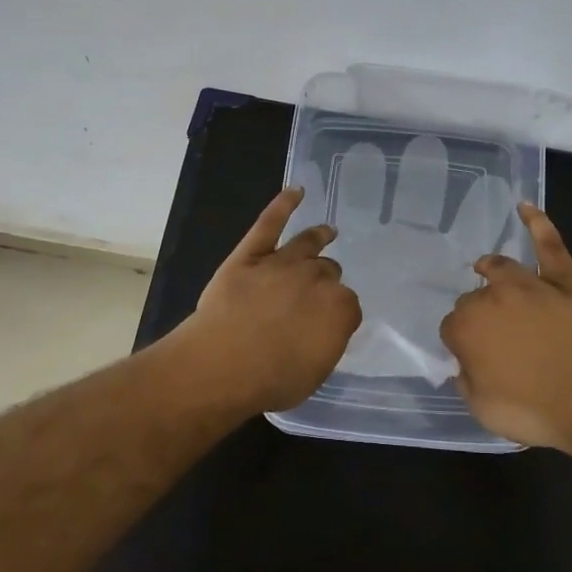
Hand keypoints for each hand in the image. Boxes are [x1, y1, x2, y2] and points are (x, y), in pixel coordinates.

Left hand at [170, 186, 362, 413]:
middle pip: (328, 272)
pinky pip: (270, 223)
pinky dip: (283, 205)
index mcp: (340, 308)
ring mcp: (283, 262)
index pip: (348, 305)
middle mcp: (317, 278)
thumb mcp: (314, 373)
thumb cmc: (271, 379)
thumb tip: (324, 330)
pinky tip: (295, 192)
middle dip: (325, 280)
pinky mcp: (251, 253)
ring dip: (318, 237)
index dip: (338, 314)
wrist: (224, 363)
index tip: (327, 324)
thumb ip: (326, 343)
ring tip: (327, 232)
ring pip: (308, 244)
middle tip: (316, 292)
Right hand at [439, 204, 571, 452]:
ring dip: (491, 269)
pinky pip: (550, 246)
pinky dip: (538, 224)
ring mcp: (531, 285)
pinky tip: (525, 207)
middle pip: (474, 299)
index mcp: (467, 327)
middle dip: (479, 315)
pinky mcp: (565, 281)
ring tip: (485, 269)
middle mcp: (492, 297)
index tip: (474, 361)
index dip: (461, 344)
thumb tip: (466, 363)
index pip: (451, 328)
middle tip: (494, 340)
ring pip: (501, 267)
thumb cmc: (535, 410)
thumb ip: (467, 380)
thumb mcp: (483, 410)